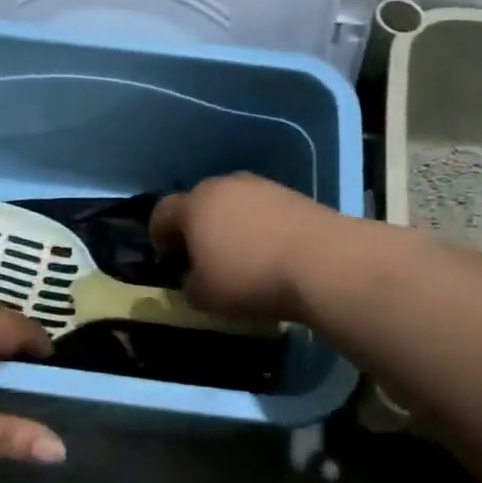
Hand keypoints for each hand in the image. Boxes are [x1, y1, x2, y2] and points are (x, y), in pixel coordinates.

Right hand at [150, 174, 340, 322]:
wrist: (322, 262)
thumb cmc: (251, 278)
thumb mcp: (205, 296)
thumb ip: (189, 286)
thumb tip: (193, 278)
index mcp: (194, 205)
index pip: (162, 212)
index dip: (158, 235)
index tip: (167, 257)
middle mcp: (224, 186)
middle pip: (199, 202)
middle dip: (195, 227)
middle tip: (202, 256)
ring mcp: (260, 186)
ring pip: (232, 203)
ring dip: (228, 224)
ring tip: (239, 254)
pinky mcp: (291, 194)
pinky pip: (261, 209)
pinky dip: (258, 225)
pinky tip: (270, 251)